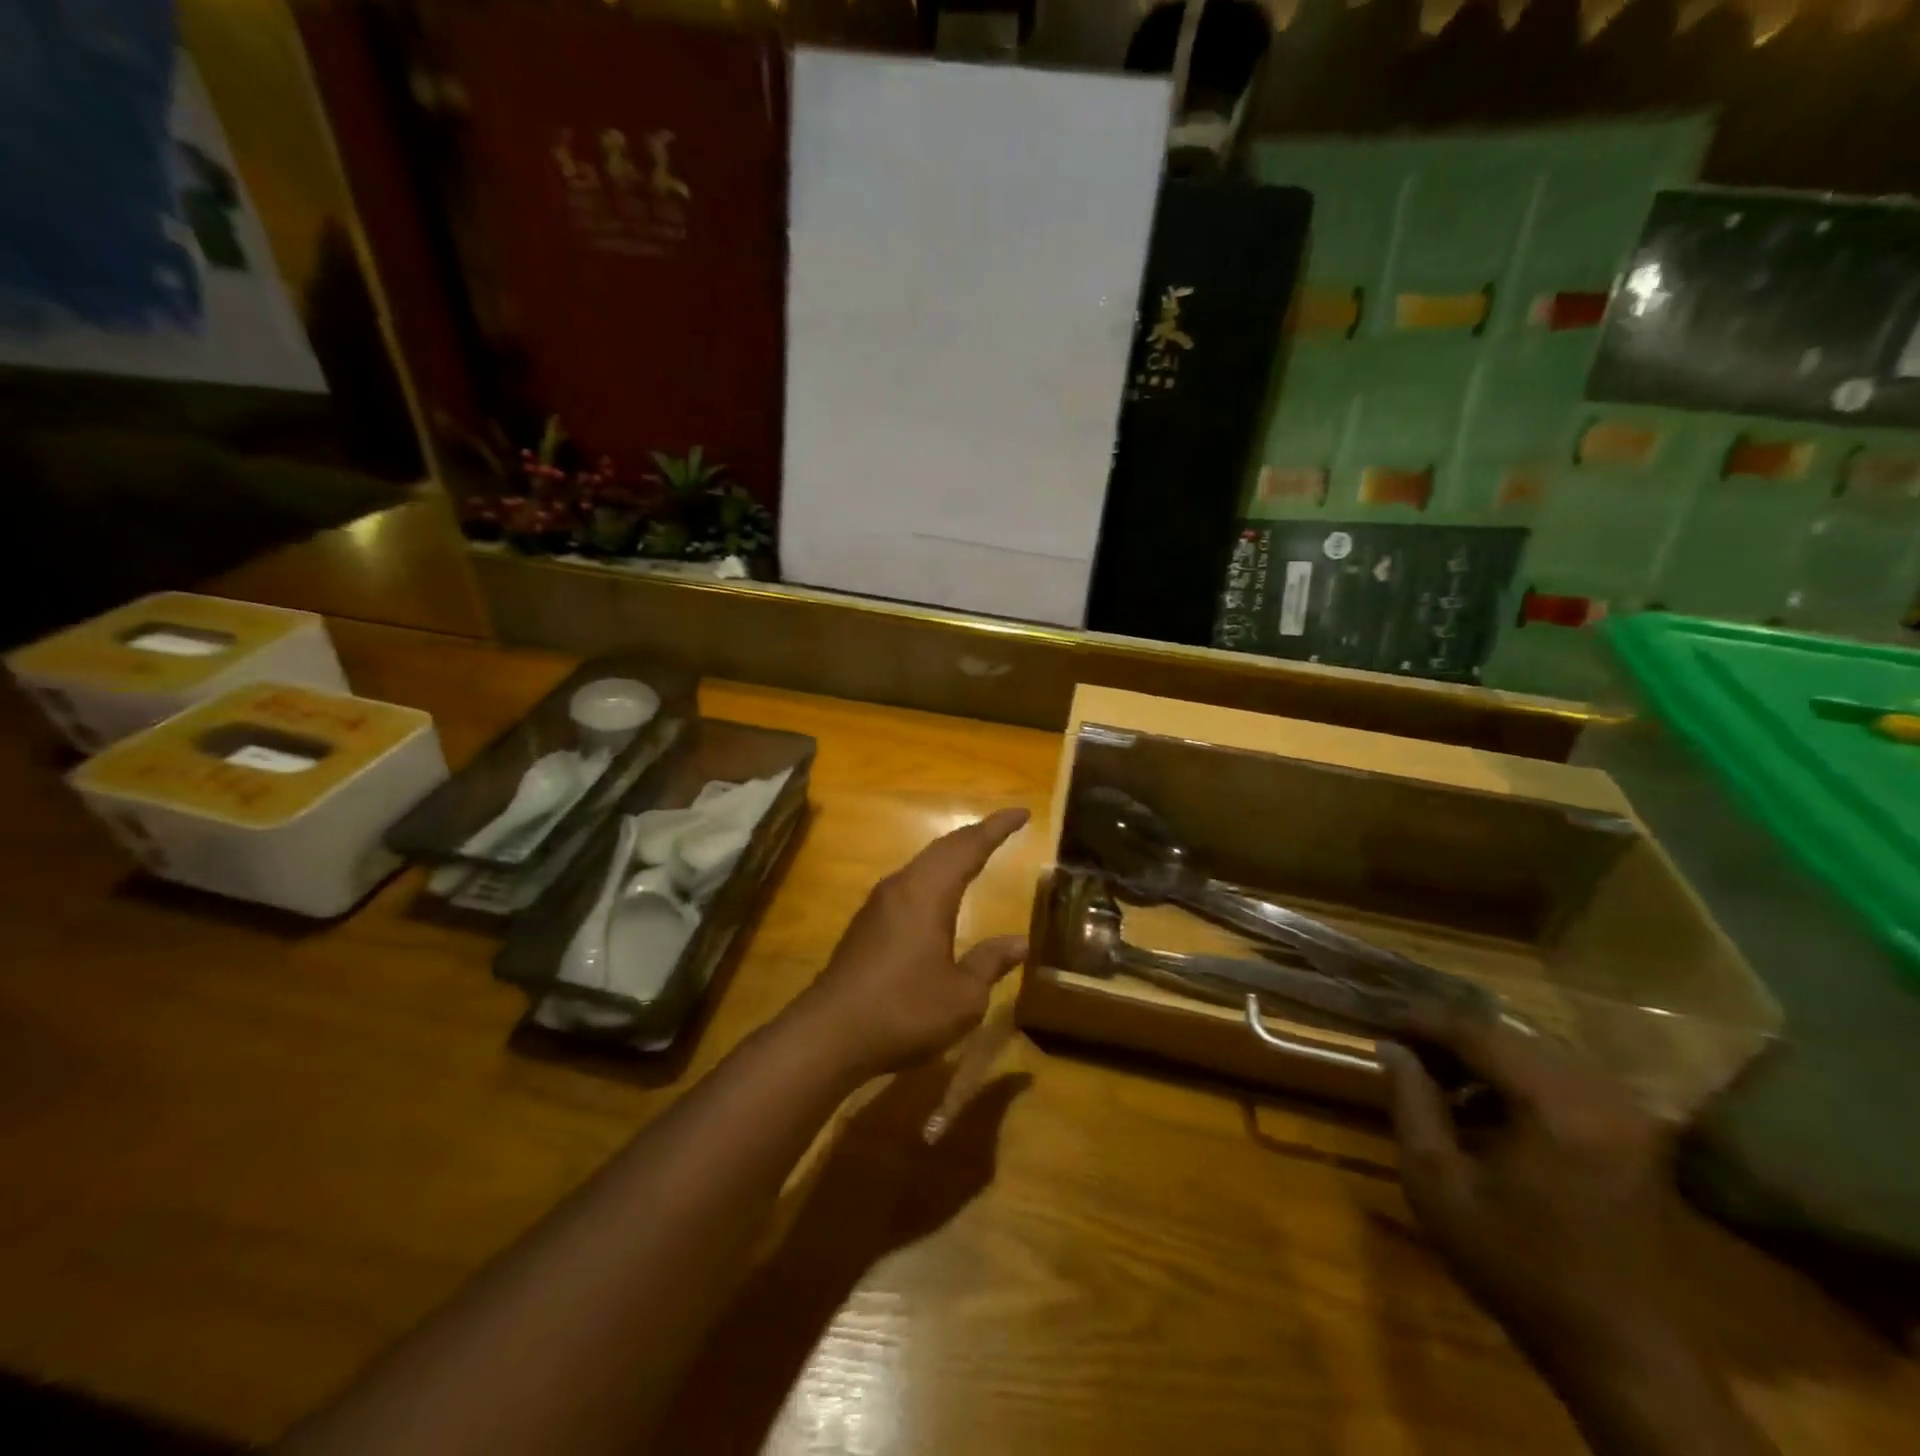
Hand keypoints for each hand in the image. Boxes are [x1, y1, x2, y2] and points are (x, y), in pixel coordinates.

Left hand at [790, 808, 1029, 1081]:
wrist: (829, 1033)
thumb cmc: (904, 1010)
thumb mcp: (962, 996)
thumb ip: (990, 963)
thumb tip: (1019, 943)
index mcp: (928, 893)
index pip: (969, 847)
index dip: (997, 828)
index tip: (1021, 813)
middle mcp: (901, 887)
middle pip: (943, 848)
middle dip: (975, 835)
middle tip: (1002, 828)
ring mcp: (878, 904)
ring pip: (922, 864)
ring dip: (951, 854)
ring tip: (975, 854)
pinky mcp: (866, 924)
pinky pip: (908, 884)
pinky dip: (933, 876)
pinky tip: (938, 895)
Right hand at [1379, 1012, 1678, 1376]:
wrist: (1623, 1357)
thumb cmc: (1517, 1268)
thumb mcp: (1438, 1184)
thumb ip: (1412, 1104)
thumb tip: (1391, 1048)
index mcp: (1555, 1106)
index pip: (1477, 1033)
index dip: (1424, 1022)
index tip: (1383, 1022)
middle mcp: (1600, 1098)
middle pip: (1510, 1039)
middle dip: (1452, 1039)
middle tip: (1405, 1051)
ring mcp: (1627, 1118)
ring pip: (1536, 1057)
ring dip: (1484, 1061)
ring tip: (1437, 1080)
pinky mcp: (1635, 1140)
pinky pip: (1564, 1084)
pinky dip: (1517, 1084)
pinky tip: (1484, 1110)